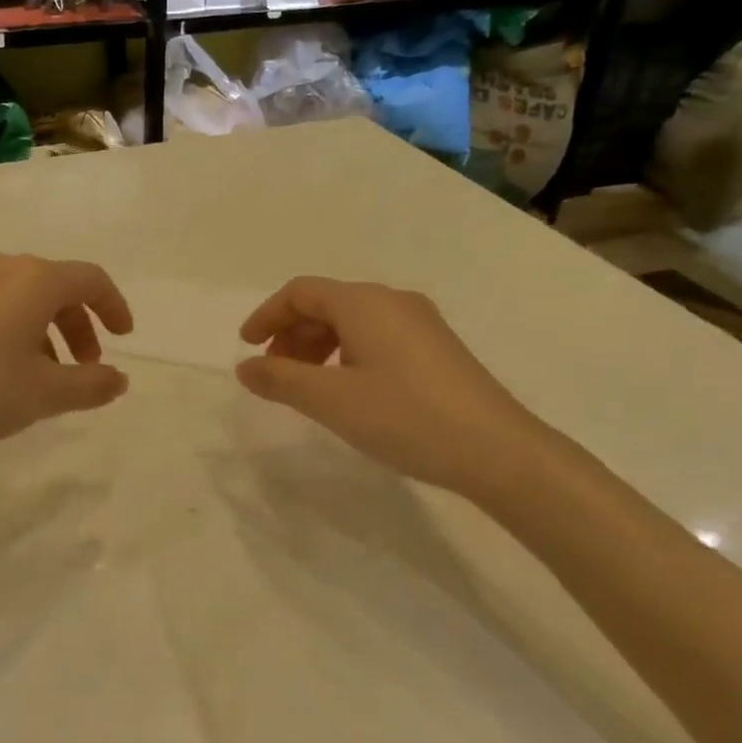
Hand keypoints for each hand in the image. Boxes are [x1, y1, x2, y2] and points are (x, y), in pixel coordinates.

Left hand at [0, 251, 133, 458]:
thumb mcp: (44, 394)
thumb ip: (91, 385)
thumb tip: (118, 379)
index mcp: (34, 280)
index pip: (90, 280)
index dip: (114, 307)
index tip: (123, 338)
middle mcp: (0, 265)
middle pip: (55, 286)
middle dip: (78, 326)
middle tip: (84, 367)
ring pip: (21, 296)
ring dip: (44, 330)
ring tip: (41, 376)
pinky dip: (11, 328)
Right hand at [235, 276, 546, 500]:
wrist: (497, 450)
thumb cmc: (404, 416)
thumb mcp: (330, 400)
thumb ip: (280, 379)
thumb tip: (244, 367)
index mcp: (363, 302)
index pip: (300, 292)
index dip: (267, 316)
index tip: (246, 348)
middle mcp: (392, 301)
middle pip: (326, 304)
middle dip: (291, 334)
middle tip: (274, 374)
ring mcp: (421, 323)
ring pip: (352, 322)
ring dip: (318, 347)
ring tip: (308, 387)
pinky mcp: (438, 348)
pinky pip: (377, 337)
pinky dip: (347, 355)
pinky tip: (350, 391)